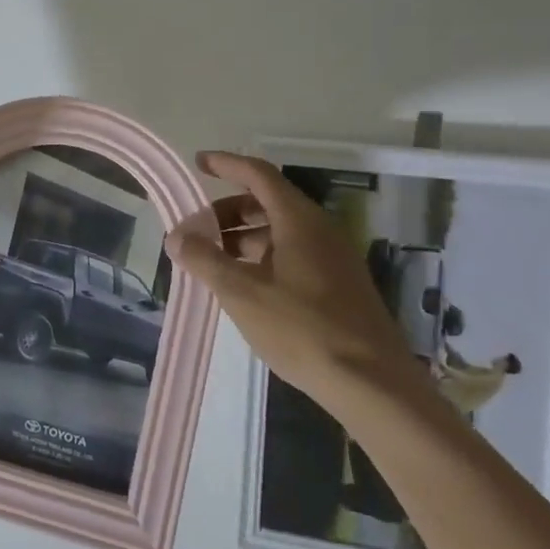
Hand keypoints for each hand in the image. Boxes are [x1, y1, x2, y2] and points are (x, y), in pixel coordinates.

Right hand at [165, 152, 428, 405]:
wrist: (373, 385)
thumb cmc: (302, 329)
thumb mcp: (242, 293)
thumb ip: (205, 260)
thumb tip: (176, 236)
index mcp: (299, 220)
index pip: (258, 175)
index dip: (227, 165)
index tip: (199, 163)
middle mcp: (320, 230)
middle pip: (268, 202)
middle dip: (228, 210)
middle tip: (197, 229)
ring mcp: (333, 259)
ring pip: (280, 231)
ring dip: (243, 237)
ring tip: (213, 260)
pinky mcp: (339, 286)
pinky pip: (293, 254)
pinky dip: (262, 257)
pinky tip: (245, 285)